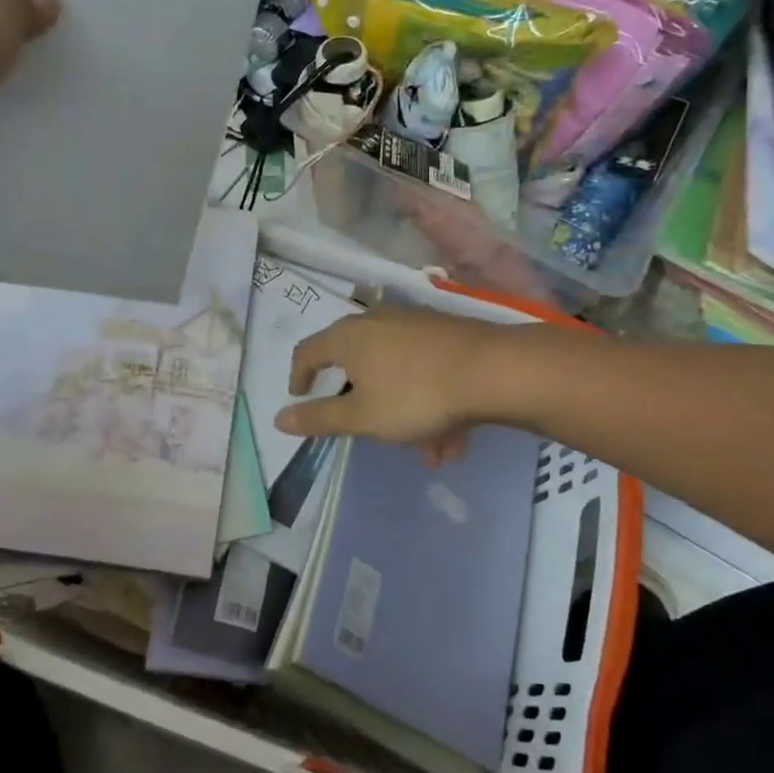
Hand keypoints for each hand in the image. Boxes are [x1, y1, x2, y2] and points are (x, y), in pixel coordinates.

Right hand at [275, 308, 509, 466]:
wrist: (495, 371)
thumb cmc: (415, 394)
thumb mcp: (362, 417)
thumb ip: (319, 419)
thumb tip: (278, 419)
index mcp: (348, 338)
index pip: (307, 351)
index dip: (298, 376)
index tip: (301, 397)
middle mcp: (377, 321)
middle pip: (356, 363)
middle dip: (363, 403)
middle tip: (368, 429)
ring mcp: (415, 325)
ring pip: (397, 373)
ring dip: (406, 413)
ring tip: (428, 450)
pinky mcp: (447, 334)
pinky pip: (426, 370)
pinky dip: (431, 401)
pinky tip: (453, 438)